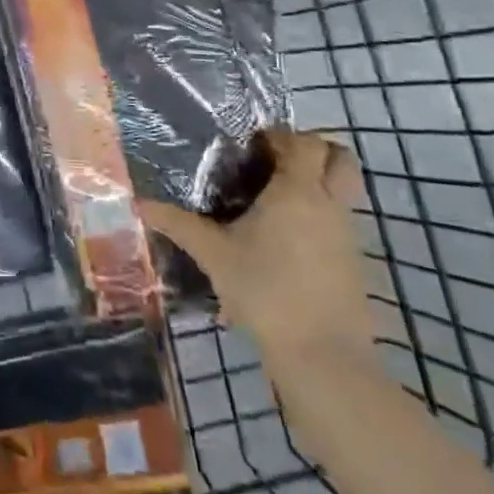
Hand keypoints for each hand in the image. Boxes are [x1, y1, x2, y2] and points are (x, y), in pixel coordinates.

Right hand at [139, 129, 374, 373]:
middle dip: (312, 149)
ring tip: (275, 198)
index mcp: (298, 191)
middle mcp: (329, 204)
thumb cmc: (266, 291)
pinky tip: (286, 237)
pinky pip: (341, 220)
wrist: (323, 357)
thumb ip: (177, 224)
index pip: (302, 142)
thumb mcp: (214, 255)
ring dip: (318, 182)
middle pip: (340, 157)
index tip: (249, 146)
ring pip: (344, 189)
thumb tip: (139, 203)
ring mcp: (347, 234)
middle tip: (275, 160)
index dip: (279, 136)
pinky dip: (321, 213)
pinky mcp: (354, 262)